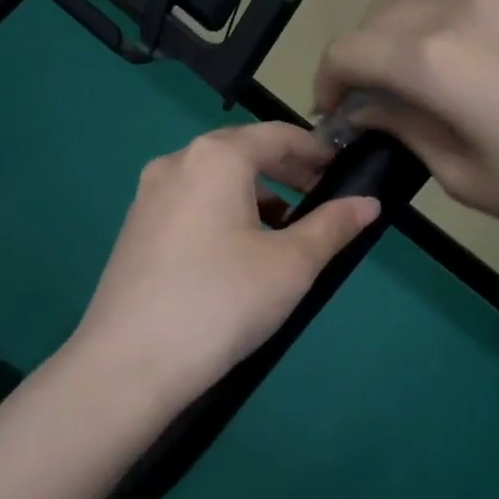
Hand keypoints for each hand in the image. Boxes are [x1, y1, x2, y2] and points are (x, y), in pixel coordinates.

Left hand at [67, 123, 379, 409]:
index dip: (314, 149)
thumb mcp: (291, 265)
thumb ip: (333, 226)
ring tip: (284, 229)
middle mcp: (175, 164)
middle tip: (320, 197)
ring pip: (212, 181)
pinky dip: (222, 213)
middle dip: (284, 171)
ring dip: (253, 194)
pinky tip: (237, 251)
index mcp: (214, 158)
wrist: (130, 363)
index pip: (276, 135)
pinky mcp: (134, 230)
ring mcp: (147, 197)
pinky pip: (189, 205)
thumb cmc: (223, 302)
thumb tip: (368, 203)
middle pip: (240, 153)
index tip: (342, 168)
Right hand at [314, 0, 498, 266]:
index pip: (347, 51)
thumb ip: (405, 131)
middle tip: (373, 100)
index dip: (326, 82)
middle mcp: (460, 8)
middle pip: (378, 13)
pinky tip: (473, 10)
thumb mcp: (462, 177)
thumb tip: (365, 111)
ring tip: (414, 59)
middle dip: (359, 55)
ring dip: (398, 18)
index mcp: (431, 61)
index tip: (333, 114)